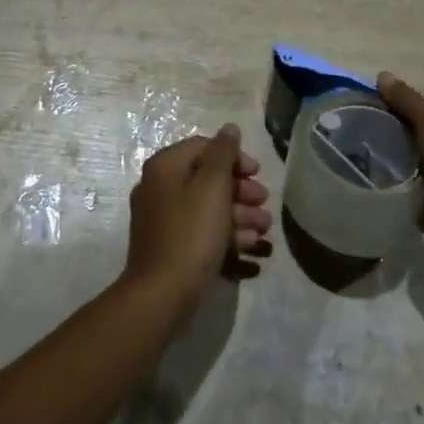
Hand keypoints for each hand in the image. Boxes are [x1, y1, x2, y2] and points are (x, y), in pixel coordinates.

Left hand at [123, 124, 271, 304]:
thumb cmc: (191, 233)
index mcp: (165, 167)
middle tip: (264, 203)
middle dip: (241, 190)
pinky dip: (225, 235)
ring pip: (207, 207)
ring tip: (264, 230)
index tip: (257, 173)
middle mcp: (159, 187)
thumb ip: (223, 154)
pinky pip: (201, 230)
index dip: (234, 157)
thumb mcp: (213, 187)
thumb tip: (230, 128)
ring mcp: (163, 219)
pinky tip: (250, 249)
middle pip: (207, 178)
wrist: (162, 295)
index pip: (204, 147)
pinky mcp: (170, 245)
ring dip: (239, 215)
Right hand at [378, 73, 423, 260]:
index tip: (375, 106)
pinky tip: (368, 176)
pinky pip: (407, 189)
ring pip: (412, 164)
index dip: (404, 107)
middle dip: (395, 135)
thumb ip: (407, 100)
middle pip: (420, 138)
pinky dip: (393, 185)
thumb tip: (382, 75)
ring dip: (392, 161)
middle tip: (361, 129)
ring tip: (358, 151)